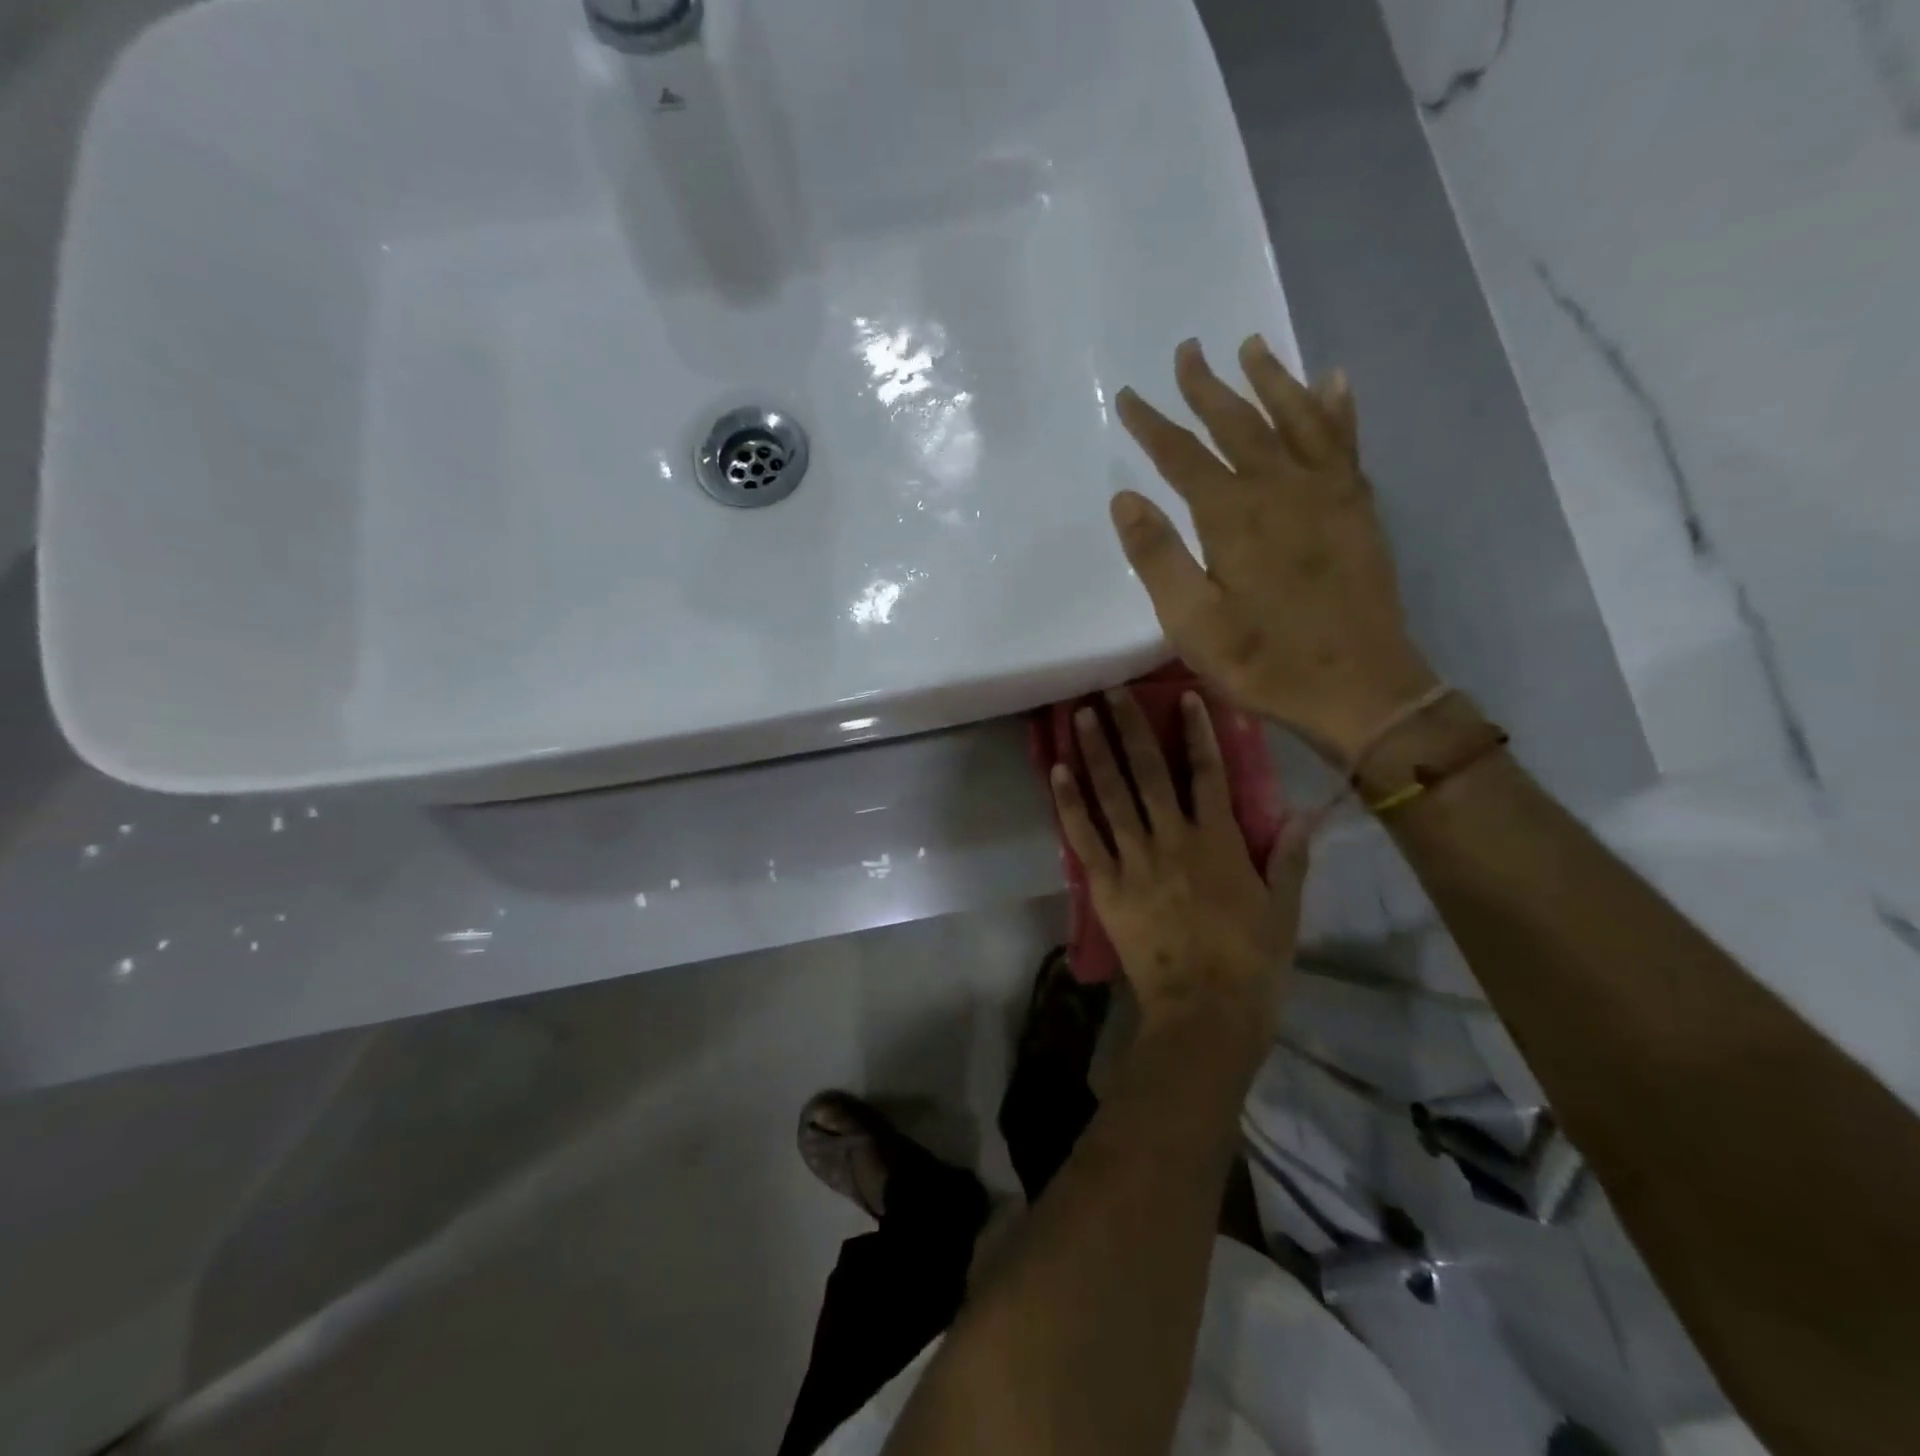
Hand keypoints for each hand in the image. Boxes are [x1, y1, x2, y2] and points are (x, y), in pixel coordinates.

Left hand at [1050, 688, 1303, 1046]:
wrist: (1204, 1012)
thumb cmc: (1250, 963)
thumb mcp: (1282, 911)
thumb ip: (1287, 859)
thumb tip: (1300, 813)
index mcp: (1219, 842)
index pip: (1208, 774)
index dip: (1197, 732)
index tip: (1182, 698)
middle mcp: (1173, 840)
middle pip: (1150, 772)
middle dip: (1130, 728)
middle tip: (1110, 690)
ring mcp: (1135, 861)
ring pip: (1112, 795)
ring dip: (1095, 753)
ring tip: (1081, 716)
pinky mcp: (1106, 885)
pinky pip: (1084, 836)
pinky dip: (1068, 803)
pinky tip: (1056, 772)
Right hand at [1112, 337, 1438, 762]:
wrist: (1361, 688)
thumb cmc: (1265, 661)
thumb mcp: (1193, 623)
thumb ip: (1158, 558)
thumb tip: (1125, 499)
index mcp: (1234, 517)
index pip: (1183, 457)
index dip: (1153, 425)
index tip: (1128, 396)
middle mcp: (1282, 488)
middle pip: (1239, 423)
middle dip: (1208, 387)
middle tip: (1187, 349)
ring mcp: (1328, 494)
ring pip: (1296, 419)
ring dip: (1271, 380)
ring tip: (1252, 345)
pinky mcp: (1358, 509)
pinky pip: (1345, 442)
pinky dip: (1337, 408)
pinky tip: (1332, 382)